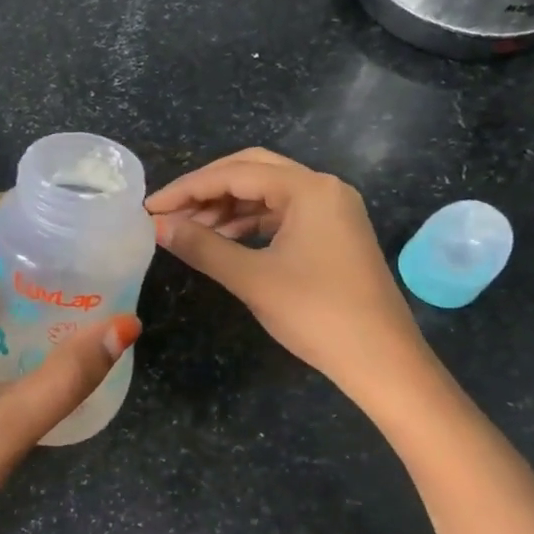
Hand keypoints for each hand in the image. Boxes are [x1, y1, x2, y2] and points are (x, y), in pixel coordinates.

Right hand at [146, 149, 425, 399]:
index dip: (187, 188)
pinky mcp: (333, 234)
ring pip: (267, 194)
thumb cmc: (317, 314)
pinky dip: (249, 224)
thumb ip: (202, 246)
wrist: (382, 362)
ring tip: (189, 231)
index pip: (235, 174)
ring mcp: (332, 211)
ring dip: (226, 208)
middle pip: (252, 172)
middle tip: (169, 213)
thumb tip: (157, 227)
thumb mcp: (252, 278)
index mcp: (309, 189)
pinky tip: (223, 242)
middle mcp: (323, 188)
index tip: (150, 208)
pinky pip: (282, 215)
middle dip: (207, 190)